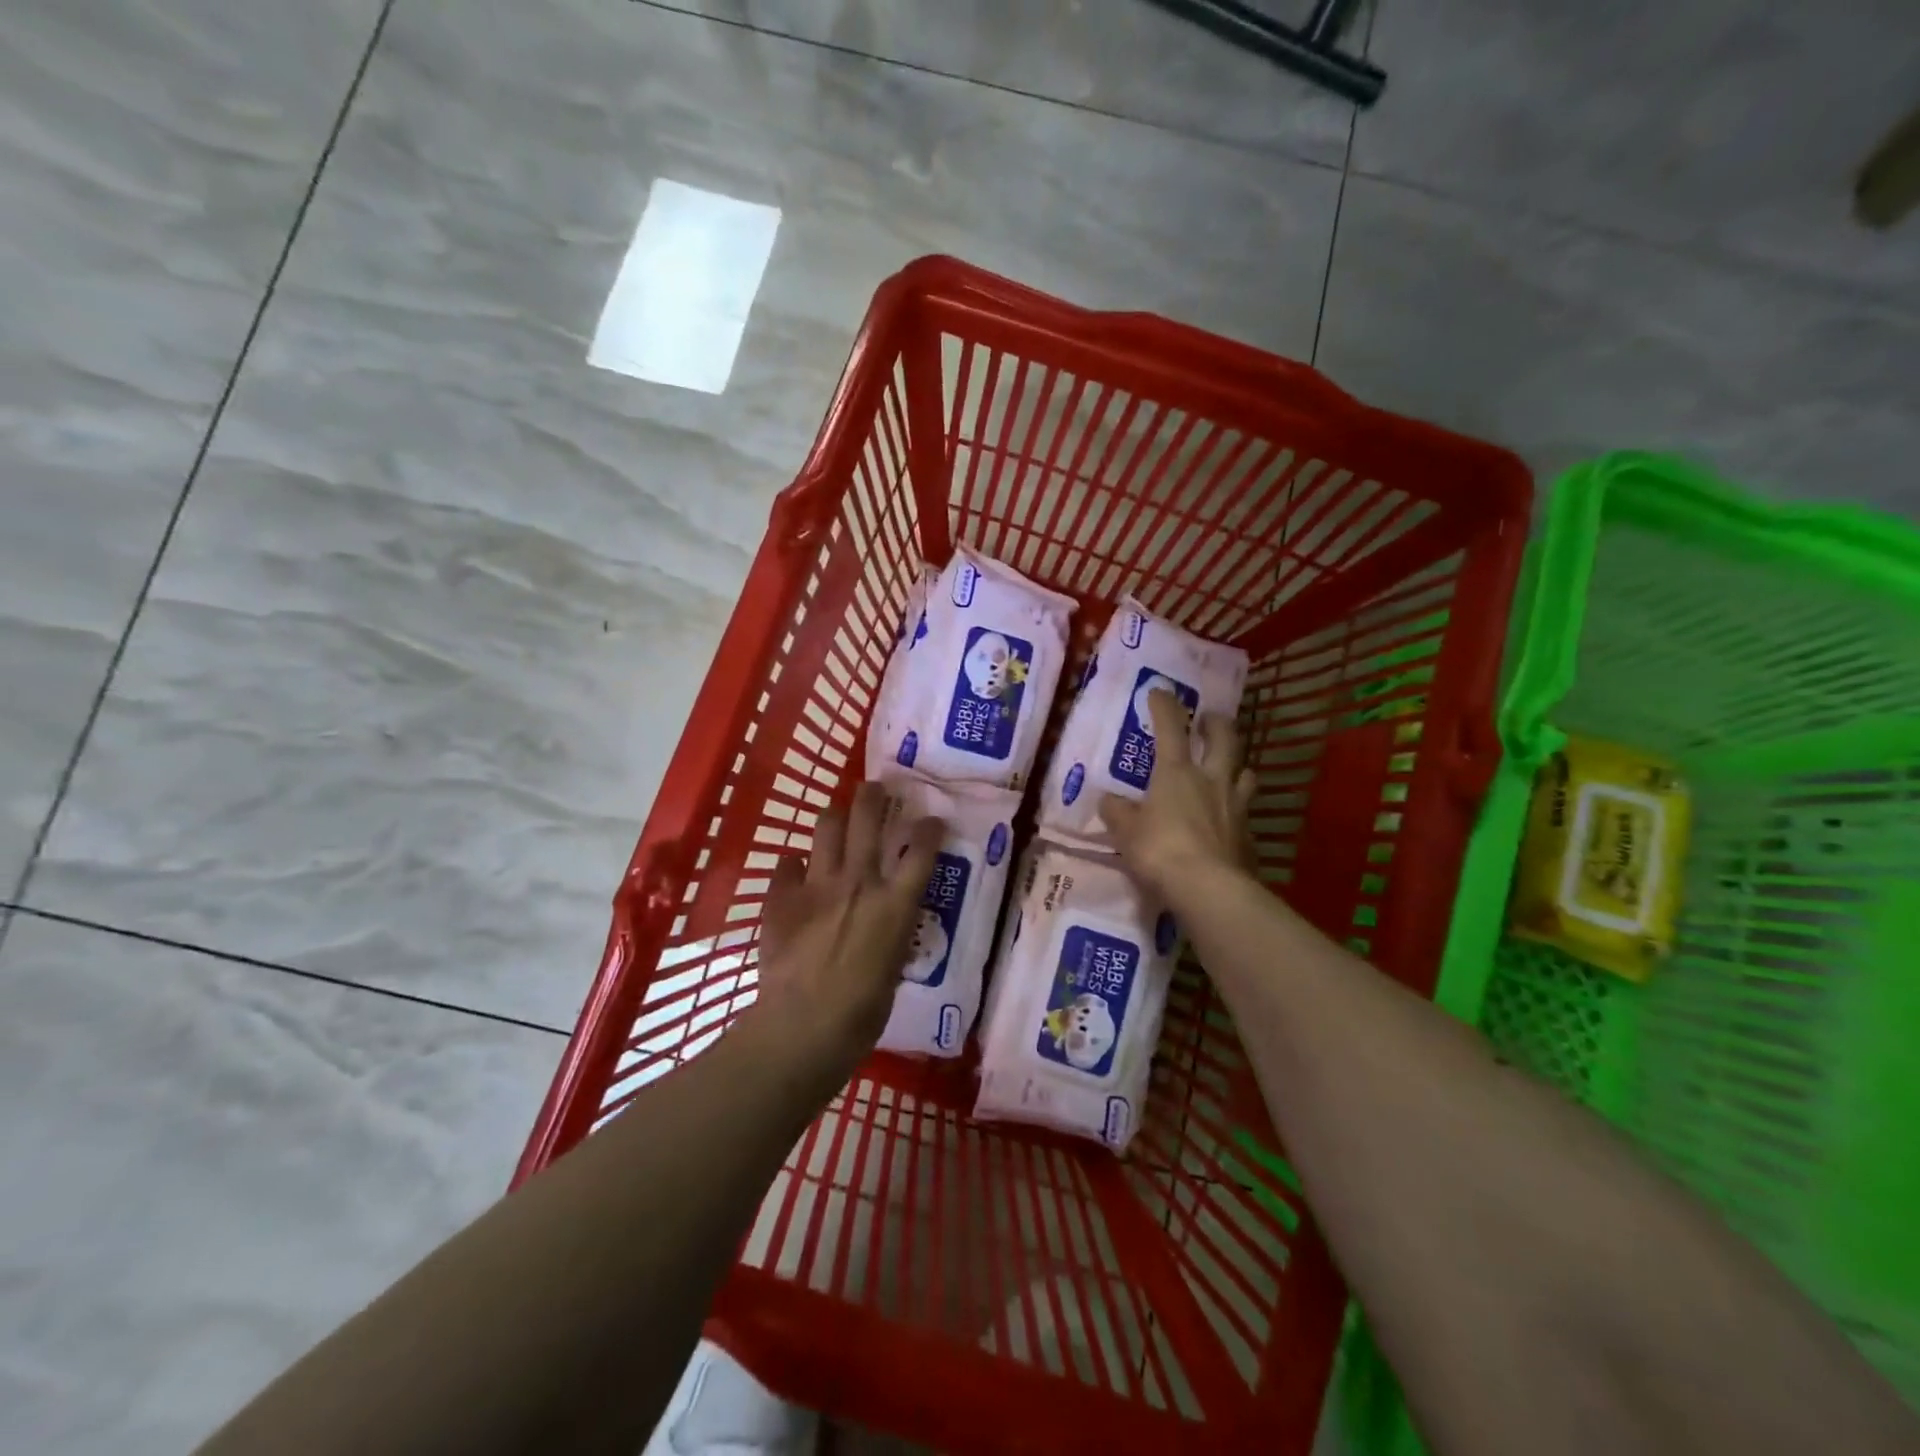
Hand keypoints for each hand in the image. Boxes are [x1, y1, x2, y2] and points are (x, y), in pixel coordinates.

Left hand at [754, 781, 945, 1074]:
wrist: (803, 1026)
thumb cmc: (862, 1012)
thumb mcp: (893, 967)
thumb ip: (890, 933)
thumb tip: (883, 924)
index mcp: (894, 903)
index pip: (921, 851)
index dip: (929, 829)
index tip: (932, 819)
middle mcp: (859, 881)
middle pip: (867, 819)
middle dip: (873, 796)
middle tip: (875, 788)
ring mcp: (817, 885)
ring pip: (826, 827)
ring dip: (834, 816)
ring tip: (836, 815)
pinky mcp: (782, 898)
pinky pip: (787, 865)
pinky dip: (794, 865)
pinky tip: (795, 870)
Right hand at [1102, 689, 1256, 902]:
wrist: (1209, 889)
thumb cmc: (1160, 850)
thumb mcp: (1126, 832)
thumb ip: (1117, 812)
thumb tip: (1108, 800)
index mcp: (1177, 773)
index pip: (1171, 728)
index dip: (1165, 706)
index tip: (1160, 691)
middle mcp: (1211, 781)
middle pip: (1224, 740)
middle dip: (1217, 724)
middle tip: (1211, 719)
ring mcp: (1236, 807)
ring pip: (1245, 773)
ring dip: (1237, 766)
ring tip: (1229, 769)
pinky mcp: (1249, 836)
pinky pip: (1245, 813)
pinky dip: (1237, 811)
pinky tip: (1228, 821)